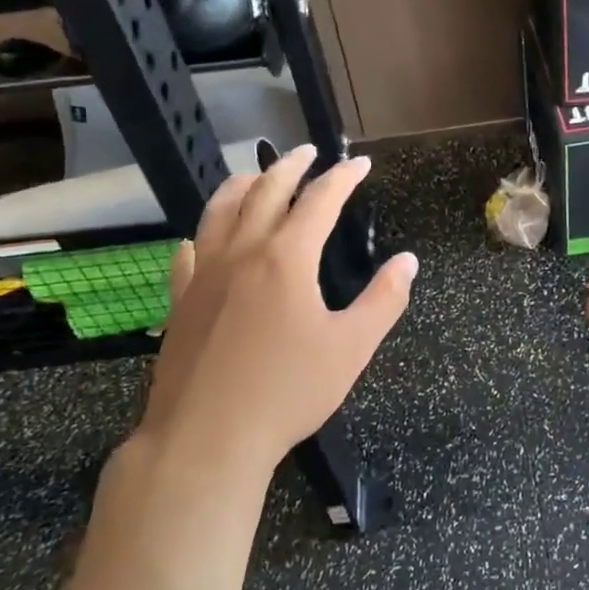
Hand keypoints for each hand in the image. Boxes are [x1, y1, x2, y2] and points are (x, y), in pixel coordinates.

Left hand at [117, 147, 417, 494]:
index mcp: (286, 258)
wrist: (206, 437)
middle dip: (290, 166)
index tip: (358, 163)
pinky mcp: (180, 303)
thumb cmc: (288, 391)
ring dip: (241, 185)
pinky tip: (202, 239)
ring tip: (255, 174)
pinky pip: (188, 255)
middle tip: (307, 151)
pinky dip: (202, 235)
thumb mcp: (352, 348)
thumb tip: (408, 261)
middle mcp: (242, 253)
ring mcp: (204, 276)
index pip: (319, 201)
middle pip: (265, 192)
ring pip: (219, 212)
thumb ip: (384, 300)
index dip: (342, 178)